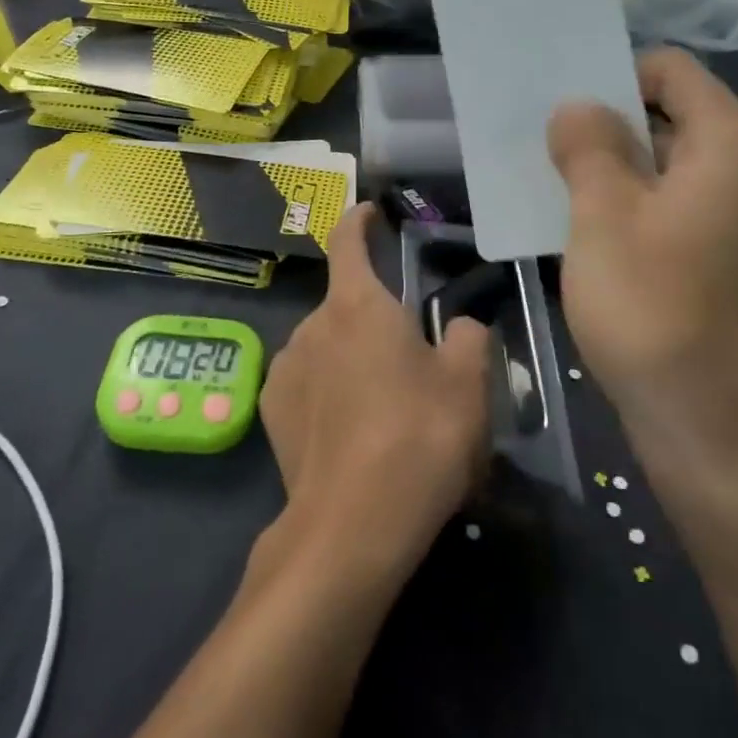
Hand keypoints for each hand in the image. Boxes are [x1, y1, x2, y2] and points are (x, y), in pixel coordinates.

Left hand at [258, 204, 492, 583]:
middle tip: (408, 357)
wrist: (352, 525)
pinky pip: (304, 380)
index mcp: (358, 304)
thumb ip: (466, 337)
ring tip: (380, 404)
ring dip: (348, 355)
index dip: (359, 220)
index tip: (369, 212)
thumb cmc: (418, 438)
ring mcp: (284, 368)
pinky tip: (348, 429)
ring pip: (325, 344)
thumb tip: (457, 327)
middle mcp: (312, 325)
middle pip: (345, 303)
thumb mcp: (468, 384)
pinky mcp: (270, 411)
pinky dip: (325, 388)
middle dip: (373, 317)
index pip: (348, 240)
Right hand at [547, 48, 737, 499]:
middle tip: (551, 148)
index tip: (563, 108)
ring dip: (620, 169)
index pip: (673, 70)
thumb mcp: (602, 216)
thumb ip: (589, 146)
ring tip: (562, 189)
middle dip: (611, 125)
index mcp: (736, 146)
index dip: (615, 76)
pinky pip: (686, 207)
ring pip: (677, 166)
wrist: (712, 432)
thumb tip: (579, 108)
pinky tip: (596, 234)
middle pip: (677, 116)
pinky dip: (641, 206)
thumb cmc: (653, 309)